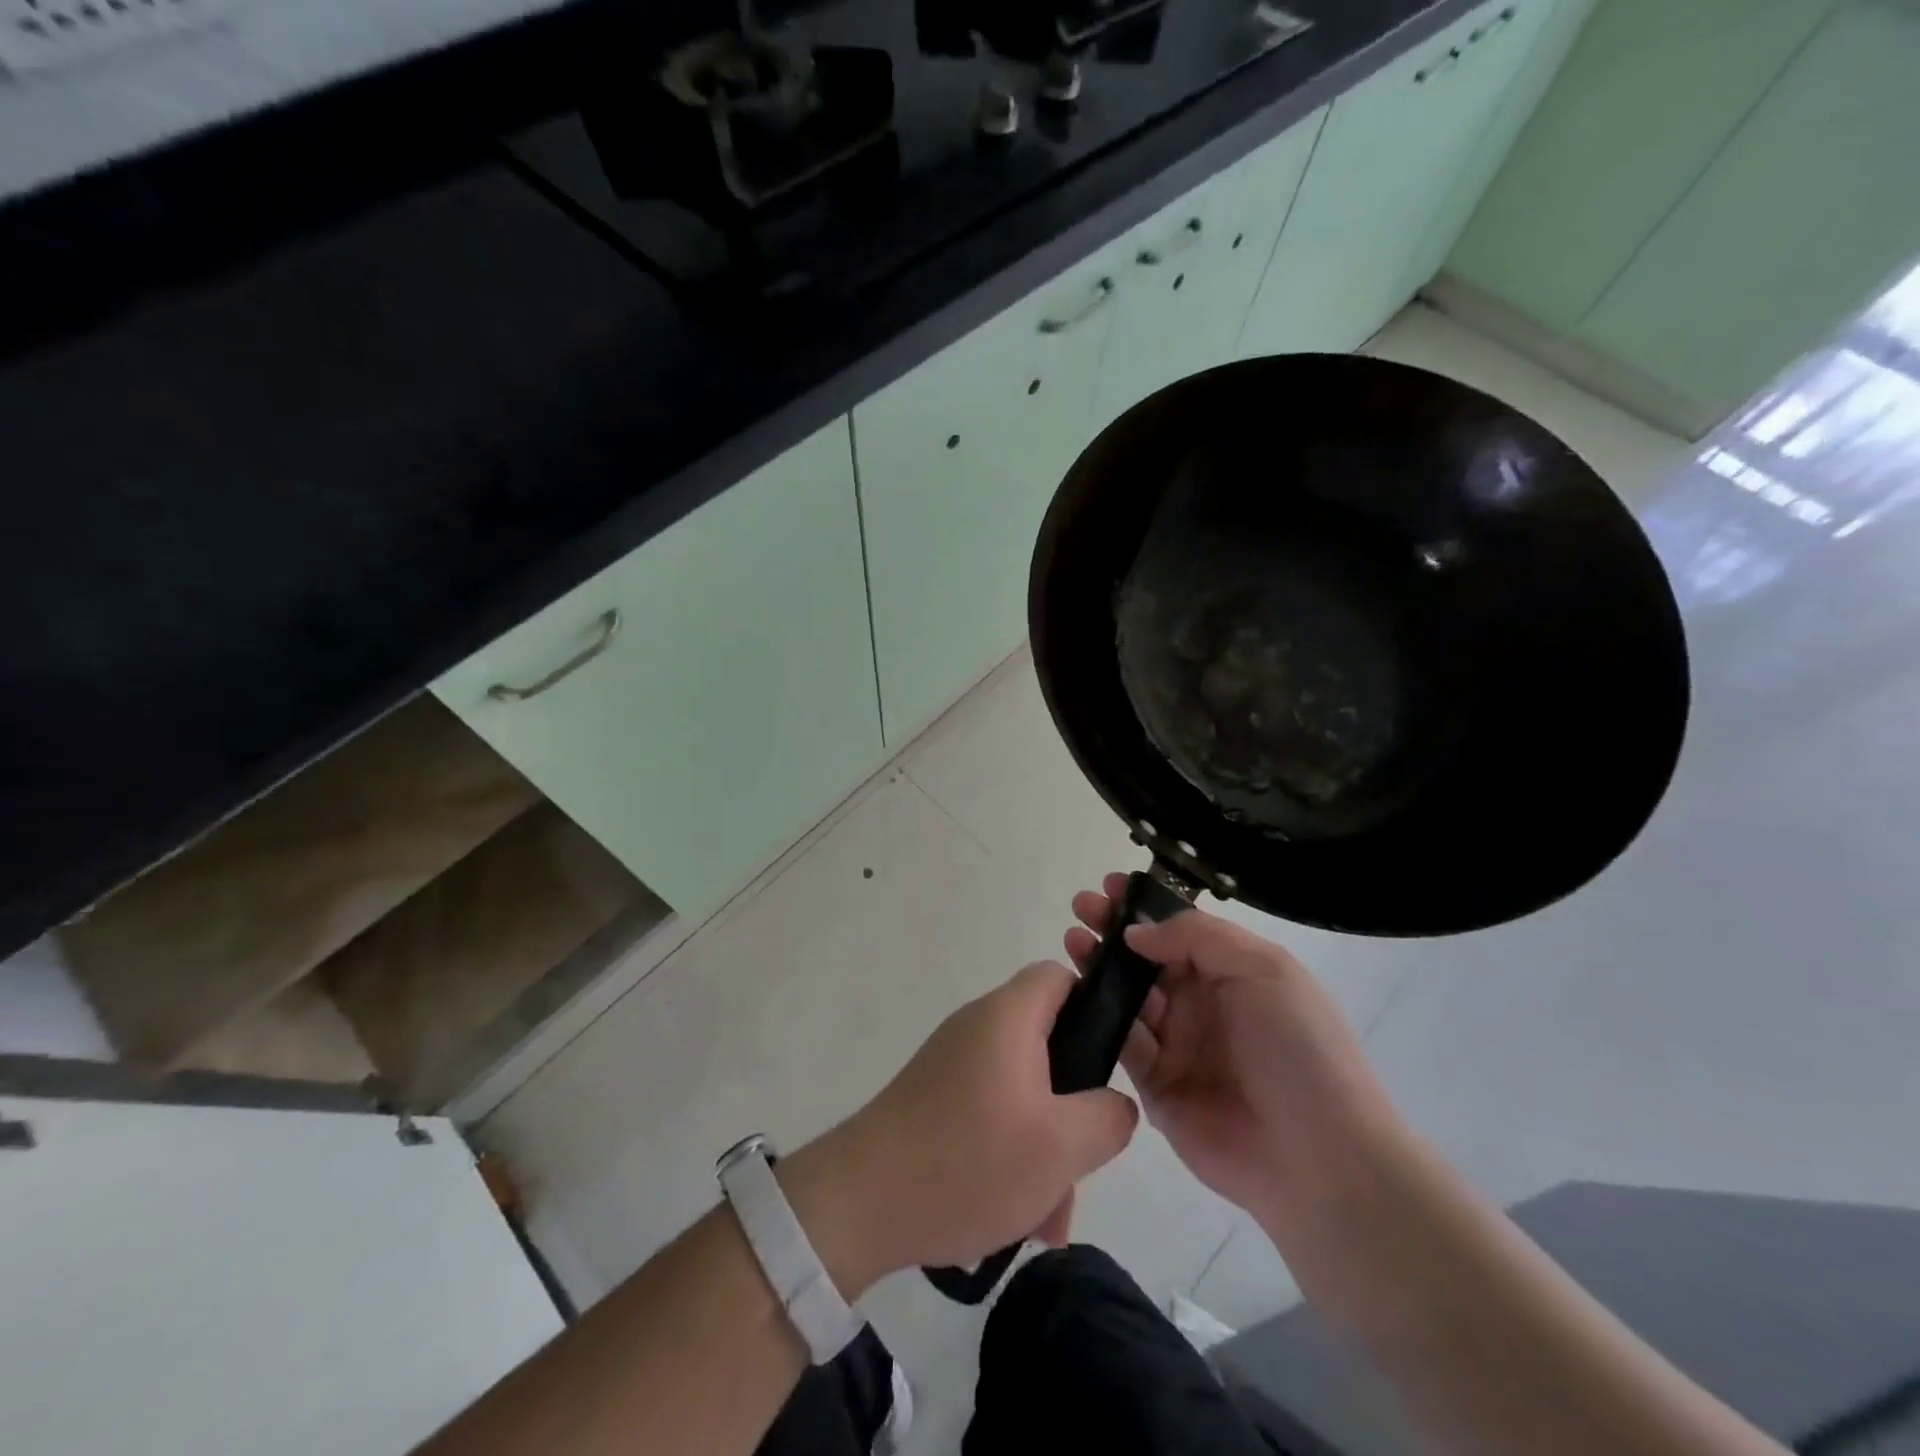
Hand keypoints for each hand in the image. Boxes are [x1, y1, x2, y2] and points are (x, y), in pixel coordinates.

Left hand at [784, 962, 1138, 1296]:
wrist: (859, 1202)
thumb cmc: (969, 1160)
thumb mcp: (1060, 1146)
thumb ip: (1107, 1117)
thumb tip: (1114, 1104)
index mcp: (1007, 1017)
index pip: (1058, 976)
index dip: (1092, 1005)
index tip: (1109, 1062)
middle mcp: (977, 1028)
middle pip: (1046, 1046)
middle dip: (1071, 1111)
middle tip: (1079, 1169)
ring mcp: (951, 1064)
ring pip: (1021, 1094)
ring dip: (1042, 1150)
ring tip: (1044, 1221)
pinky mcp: (933, 1099)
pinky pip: (989, 1116)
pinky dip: (1008, 1157)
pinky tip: (1008, 1220)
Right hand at [1066, 876, 1405, 1232]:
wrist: (1319, 1159)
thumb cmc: (1297, 1049)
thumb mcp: (1263, 970)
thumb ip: (1197, 937)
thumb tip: (1137, 933)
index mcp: (1233, 972)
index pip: (1179, 929)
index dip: (1145, 907)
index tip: (1108, 887)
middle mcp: (1203, 1004)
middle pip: (1148, 959)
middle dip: (1113, 932)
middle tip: (1080, 910)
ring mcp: (1179, 1046)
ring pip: (1128, 996)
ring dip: (1099, 967)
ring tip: (1073, 943)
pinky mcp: (1157, 1087)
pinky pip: (1122, 1043)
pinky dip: (1098, 1017)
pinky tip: (1076, 993)